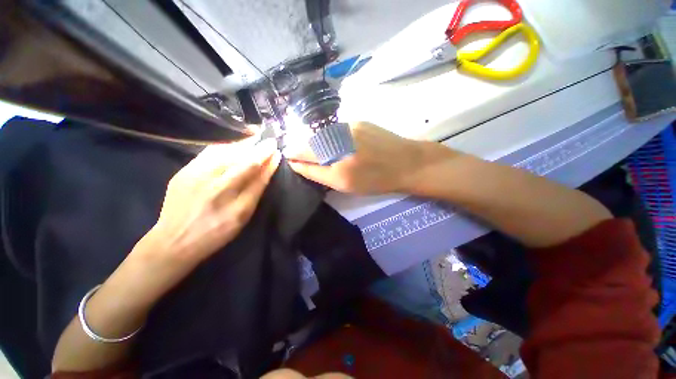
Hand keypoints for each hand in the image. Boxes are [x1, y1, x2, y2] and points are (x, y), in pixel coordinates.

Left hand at [146, 137, 280, 266]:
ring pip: (225, 153)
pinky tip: (233, 142)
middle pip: (242, 161)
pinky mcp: (184, 172)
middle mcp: (217, 188)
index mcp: (235, 205)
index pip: (258, 176)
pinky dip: (224, 145)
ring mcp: (197, 178)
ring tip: (253, 134)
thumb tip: (267, 170)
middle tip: (269, 139)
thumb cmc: (215, 232)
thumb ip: (255, 192)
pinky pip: (208, 153)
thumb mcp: (242, 218)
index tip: (277, 151)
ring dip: (242, 143)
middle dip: (259, 148)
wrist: (174, 240)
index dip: (269, 162)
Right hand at [285, 122, 428, 194]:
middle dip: (303, 148)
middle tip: (305, 156)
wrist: (406, 163)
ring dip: (317, 142)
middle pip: (308, 142)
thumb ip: (317, 173)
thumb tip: (296, 162)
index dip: (292, 155)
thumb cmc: (375, 180)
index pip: (302, 155)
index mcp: (336, 166)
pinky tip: (341, 144)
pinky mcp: (357, 121)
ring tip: (326, 152)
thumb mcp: (345, 185)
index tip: (289, 157)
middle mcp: (339, 143)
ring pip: (321, 134)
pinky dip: (332, 137)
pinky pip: (335, 129)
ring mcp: (348, 127)